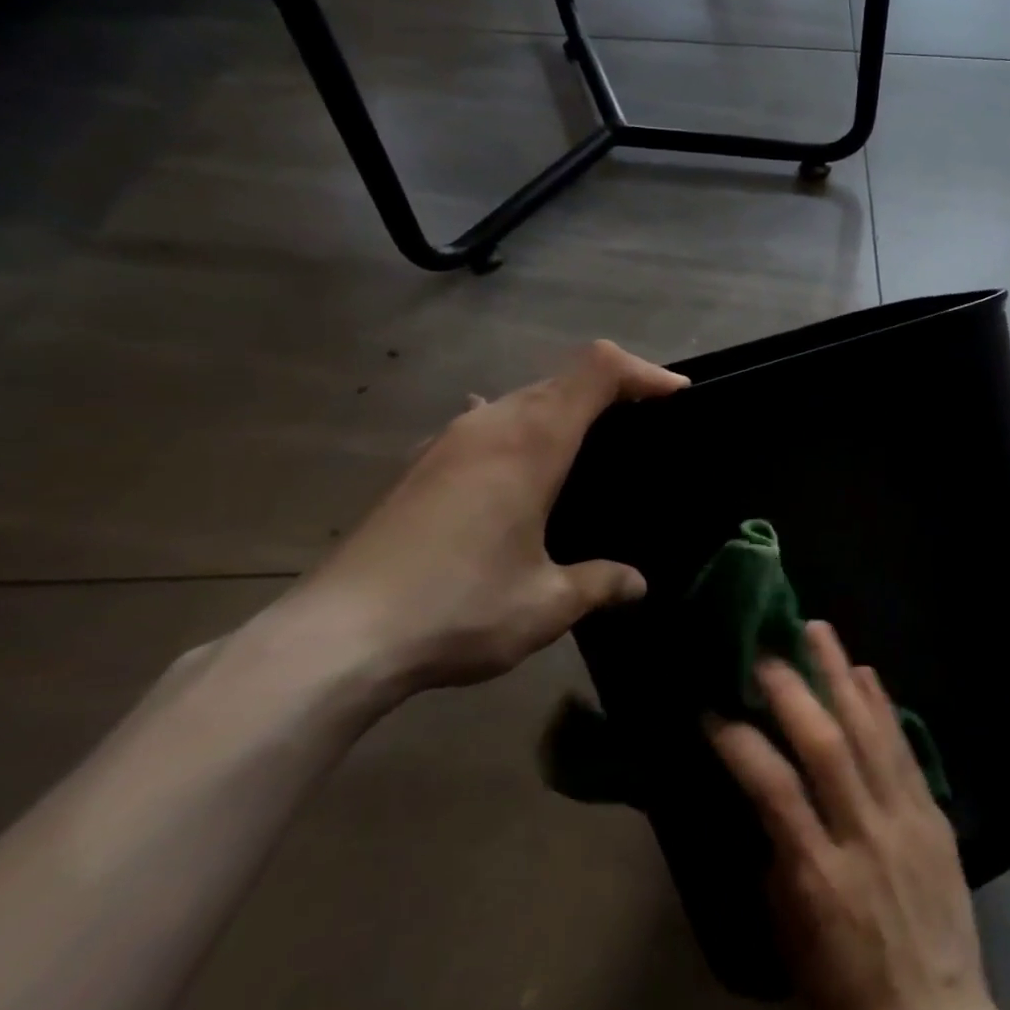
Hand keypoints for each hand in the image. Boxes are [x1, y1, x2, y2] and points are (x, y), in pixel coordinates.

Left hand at [272, 340, 686, 694]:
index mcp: (530, 442)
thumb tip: (636, 584)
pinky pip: (486, 422)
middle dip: (613, 389)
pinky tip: (520, 468)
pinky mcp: (420, 466)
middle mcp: (489, 424)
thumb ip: (601, 584)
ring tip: (592, 449)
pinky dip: (522, 429)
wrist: (332, 640)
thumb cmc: (457, 608)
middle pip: (562, 378)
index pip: (597, 370)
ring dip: (566, 409)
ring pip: (521, 397)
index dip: (644, 372)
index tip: (677, 397)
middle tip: (648, 426)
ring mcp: (447, 441)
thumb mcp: (547, 604)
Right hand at [707, 622, 1005, 1009]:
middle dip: (792, 689)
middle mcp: (864, 835)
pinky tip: (866, 674)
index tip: (713, 710)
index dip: (741, 743)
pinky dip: (883, 706)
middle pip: (826, 745)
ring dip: (840, 676)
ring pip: (870, 731)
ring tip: (818, 631)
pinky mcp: (933, 815)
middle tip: (766, 647)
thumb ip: (780, 869)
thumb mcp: (792, 950)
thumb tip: (770, 808)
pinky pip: (905, 749)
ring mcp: (905, 819)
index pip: (774, 790)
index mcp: (819, 878)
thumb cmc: (849, 1004)